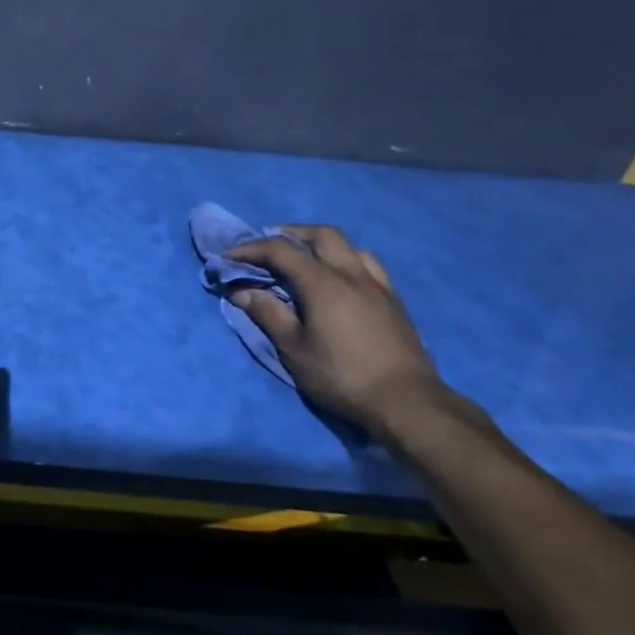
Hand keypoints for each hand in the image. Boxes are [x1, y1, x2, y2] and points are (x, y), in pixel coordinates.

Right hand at [226, 225, 449, 436]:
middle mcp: (351, 273)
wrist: (405, 400)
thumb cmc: (341, 375)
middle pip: (320, 234)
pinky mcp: (393, 300)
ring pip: (348, 246)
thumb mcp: (294, 349)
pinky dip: (346, 259)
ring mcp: (377, 285)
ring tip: (305, 259)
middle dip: (289, 234)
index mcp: (322, 283)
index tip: (229, 257)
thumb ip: (268, 314)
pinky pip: (368, 264)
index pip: (280, 250)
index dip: (251, 249)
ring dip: (321, 244)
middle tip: (268, 248)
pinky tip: (340, 278)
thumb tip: (242, 291)